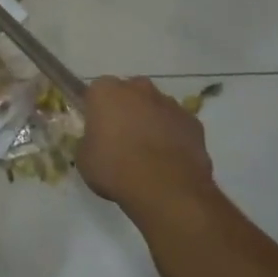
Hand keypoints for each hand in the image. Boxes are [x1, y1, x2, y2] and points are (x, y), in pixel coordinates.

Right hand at [77, 76, 215, 206]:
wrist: (165, 188)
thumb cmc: (115, 169)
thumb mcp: (84, 159)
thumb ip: (89, 141)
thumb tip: (97, 142)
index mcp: (106, 92)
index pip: (96, 92)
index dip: (96, 110)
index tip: (96, 129)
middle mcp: (139, 88)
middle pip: (129, 93)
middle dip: (125, 109)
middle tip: (120, 138)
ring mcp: (169, 103)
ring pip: (155, 106)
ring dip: (150, 121)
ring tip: (147, 153)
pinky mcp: (192, 121)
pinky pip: (176, 124)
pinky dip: (172, 135)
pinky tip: (169, 160)